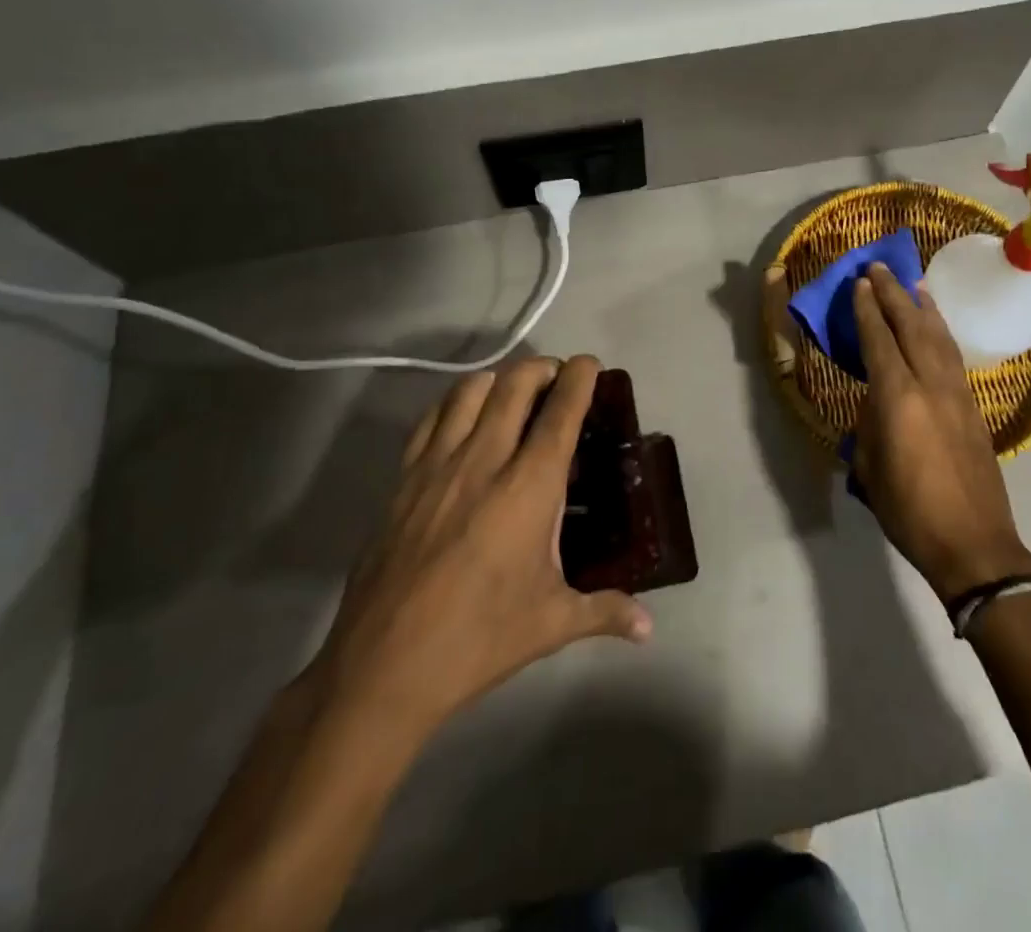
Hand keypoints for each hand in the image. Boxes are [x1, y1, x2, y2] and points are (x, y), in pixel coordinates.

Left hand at [302, 356, 651, 760]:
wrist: (382, 667)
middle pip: (514, 384)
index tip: (590, 363)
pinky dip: (455, 403)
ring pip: (469, 390)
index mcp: (528, 487)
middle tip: (556, 377)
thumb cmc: (479, 639)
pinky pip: (431, 418)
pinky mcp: (403, 479)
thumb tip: (648, 628)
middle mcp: (484, 460)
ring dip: (499, 379)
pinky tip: (464, 419)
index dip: (579, 378)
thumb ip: (606, 611)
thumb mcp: (551, 623)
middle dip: (541, 368)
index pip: (561, 412)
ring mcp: (437, 465)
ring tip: (513, 393)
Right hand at [852, 264, 1030, 600]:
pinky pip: (954, 357)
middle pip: (912, 327)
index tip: (859, 283)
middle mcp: (930, 385)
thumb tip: (876, 401)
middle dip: (893, 294)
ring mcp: (958, 394)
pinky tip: (937, 328)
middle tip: (879, 268)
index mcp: (898, 398)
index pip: (880, 340)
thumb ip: (871, 424)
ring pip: (939, 337)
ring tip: (914, 285)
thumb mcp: (871, 467)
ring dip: (924, 308)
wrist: (974, 544)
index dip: (867, 310)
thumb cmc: (910, 510)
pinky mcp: (974, 408)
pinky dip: (942, 333)